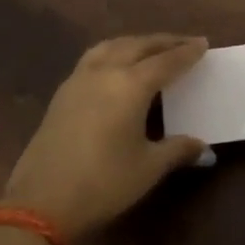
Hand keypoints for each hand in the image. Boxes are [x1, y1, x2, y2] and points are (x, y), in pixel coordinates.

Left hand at [2, 33, 209, 238]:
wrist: (40, 203)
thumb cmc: (103, 182)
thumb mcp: (148, 168)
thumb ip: (177, 150)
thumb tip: (203, 147)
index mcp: (131, 85)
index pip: (166, 61)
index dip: (187, 52)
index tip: (203, 44)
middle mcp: (105, 72)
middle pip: (139, 45)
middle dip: (163, 42)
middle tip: (184, 43)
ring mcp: (79, 80)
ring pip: (112, 46)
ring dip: (135, 43)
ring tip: (150, 49)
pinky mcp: (62, 93)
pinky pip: (93, 58)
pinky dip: (113, 53)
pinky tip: (116, 67)